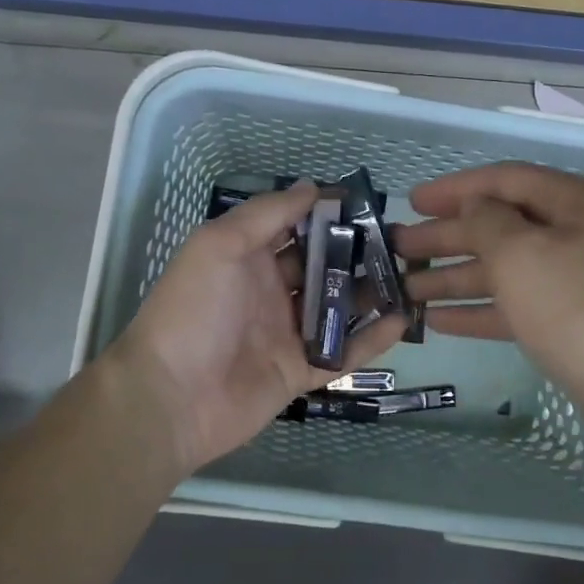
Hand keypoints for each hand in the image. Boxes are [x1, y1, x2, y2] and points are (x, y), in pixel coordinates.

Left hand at [111, 182, 407, 474]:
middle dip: (356, 251)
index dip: (326, 213)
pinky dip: (372, 338)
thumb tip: (311, 186)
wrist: (172, 396)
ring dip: (370, 292)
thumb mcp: (221, 245)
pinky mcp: (301, 371)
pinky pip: (343, 352)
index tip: (366, 202)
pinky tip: (403, 320)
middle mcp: (270, 291)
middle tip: (401, 240)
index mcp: (248, 258)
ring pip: (337, 307)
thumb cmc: (194, 310)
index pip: (294, 227)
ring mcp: (287, 333)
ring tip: (411, 276)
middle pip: (321, 265)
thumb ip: (267, 214)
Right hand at [397, 163, 583, 446]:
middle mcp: (580, 236)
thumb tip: (476, 206)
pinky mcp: (574, 325)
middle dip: (447, 236)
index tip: (412, 200)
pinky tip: (440, 321)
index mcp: (576, 204)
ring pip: (506, 270)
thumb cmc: (578, 311)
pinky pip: (518, 306)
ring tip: (406, 288)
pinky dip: (479, 310)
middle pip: (501, 226)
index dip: (456, 187)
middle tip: (398, 247)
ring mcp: (578, 283)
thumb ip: (487, 220)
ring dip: (455, 277)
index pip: (506, 180)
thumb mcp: (522, 254)